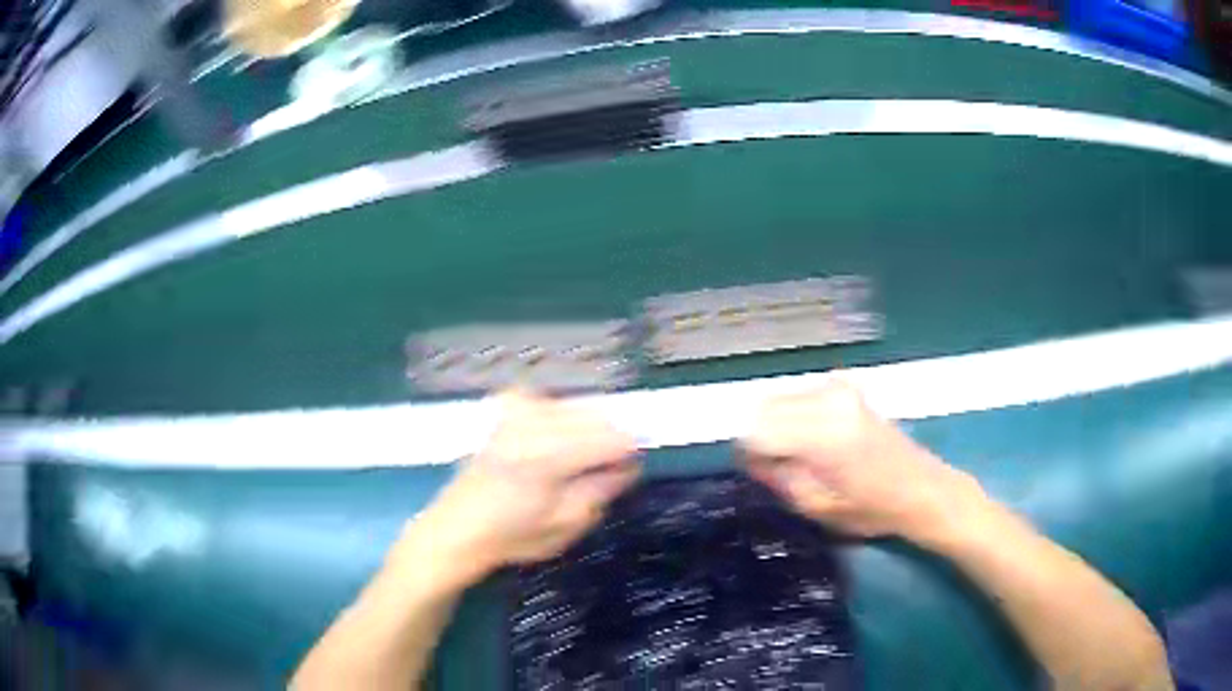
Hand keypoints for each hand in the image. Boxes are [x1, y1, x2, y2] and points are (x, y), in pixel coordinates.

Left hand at [404, 389, 638, 587]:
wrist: (457, 528)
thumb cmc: (513, 535)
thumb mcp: (567, 524)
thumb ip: (602, 489)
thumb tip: (629, 464)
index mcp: (551, 456)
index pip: (612, 438)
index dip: (629, 453)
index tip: (629, 470)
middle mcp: (534, 424)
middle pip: (596, 416)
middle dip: (609, 440)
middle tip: (606, 470)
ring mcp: (516, 412)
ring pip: (574, 407)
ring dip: (586, 429)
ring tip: (576, 461)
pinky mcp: (504, 410)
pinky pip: (547, 401)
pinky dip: (558, 417)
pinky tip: (549, 439)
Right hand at [739, 379, 986, 542]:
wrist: (921, 488)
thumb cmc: (871, 509)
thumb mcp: (816, 506)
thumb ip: (778, 477)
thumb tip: (750, 456)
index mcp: (821, 434)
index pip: (757, 431)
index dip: (749, 453)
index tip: (757, 472)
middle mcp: (827, 400)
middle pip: (765, 407)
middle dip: (761, 435)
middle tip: (775, 466)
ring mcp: (838, 389)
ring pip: (781, 399)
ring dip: (778, 424)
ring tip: (798, 455)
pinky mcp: (846, 388)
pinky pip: (801, 396)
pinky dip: (795, 415)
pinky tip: (814, 439)